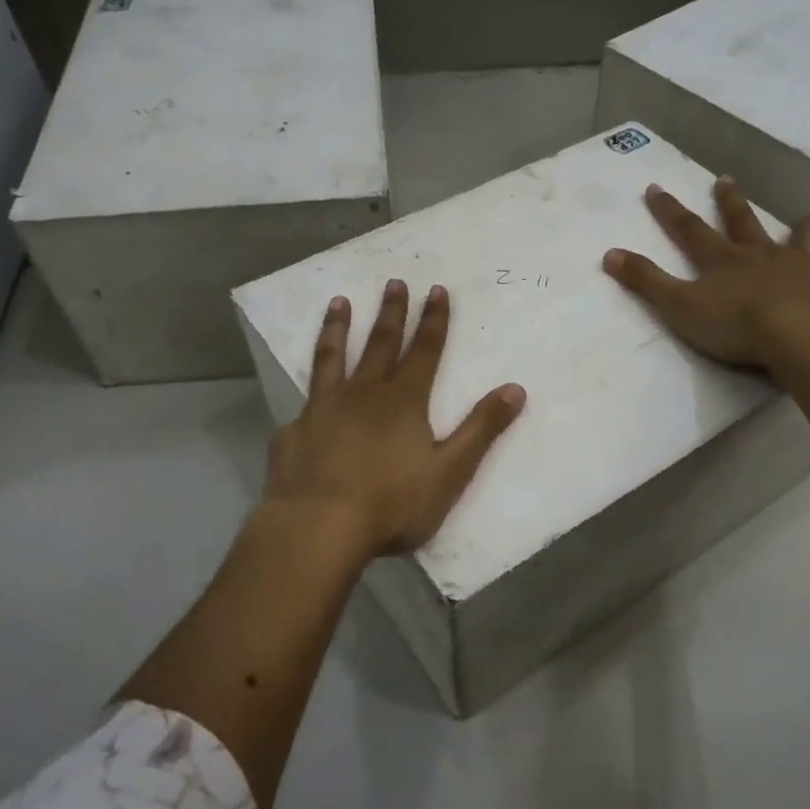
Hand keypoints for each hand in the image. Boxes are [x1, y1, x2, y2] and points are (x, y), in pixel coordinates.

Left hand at [264, 279, 526, 555]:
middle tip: (394, 281)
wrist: (318, 526)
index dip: (433, 320)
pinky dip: (308, 393)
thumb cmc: (392, 503)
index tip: (435, 289)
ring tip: (338, 303)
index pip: (424, 350)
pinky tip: (306, 398)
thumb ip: (481, 429)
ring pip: (332, 358)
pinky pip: (304, 404)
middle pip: (380, 344)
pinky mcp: (294, 432)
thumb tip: (515, 388)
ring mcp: (323, 410)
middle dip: (391, 313)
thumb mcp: (450, 470)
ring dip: (338, 329)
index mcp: (403, 401)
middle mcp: (362, 394)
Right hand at [602, 176, 809, 371]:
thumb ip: (646, 282)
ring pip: (801, 238)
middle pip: (743, 223)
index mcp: (722, 260)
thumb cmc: (735, 325)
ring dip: (800, 228)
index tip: (655, 188)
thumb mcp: (679, 306)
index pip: (689, 230)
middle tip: (725, 181)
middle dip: (730, 203)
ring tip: (806, 219)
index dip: (669, 211)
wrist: (799, 335)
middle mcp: (761, 254)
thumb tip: (608, 254)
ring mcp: (802, 266)